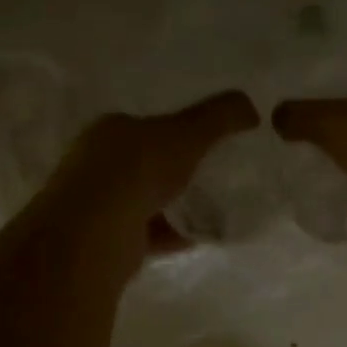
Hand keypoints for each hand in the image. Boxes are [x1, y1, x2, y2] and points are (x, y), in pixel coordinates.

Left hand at [40, 91, 260, 267]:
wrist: (96, 231)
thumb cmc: (138, 168)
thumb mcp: (187, 133)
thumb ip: (219, 117)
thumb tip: (250, 106)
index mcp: (109, 130)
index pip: (142, 125)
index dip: (171, 131)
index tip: (202, 142)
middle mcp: (96, 163)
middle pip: (141, 163)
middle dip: (172, 170)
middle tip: (209, 176)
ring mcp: (97, 204)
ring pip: (141, 200)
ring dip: (171, 205)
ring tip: (209, 209)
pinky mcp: (105, 239)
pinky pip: (145, 233)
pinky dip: (169, 234)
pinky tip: (197, 238)